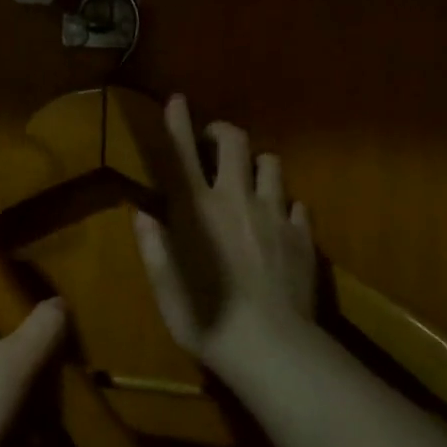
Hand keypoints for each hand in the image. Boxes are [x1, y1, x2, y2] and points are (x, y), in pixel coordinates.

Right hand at [132, 93, 315, 372]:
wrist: (271, 348)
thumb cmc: (205, 319)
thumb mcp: (165, 287)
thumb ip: (153, 246)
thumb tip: (142, 215)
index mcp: (197, 210)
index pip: (182, 155)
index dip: (178, 123)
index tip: (177, 99)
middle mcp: (236, 199)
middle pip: (235, 141)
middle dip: (223, 133)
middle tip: (214, 144)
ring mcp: (275, 214)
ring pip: (271, 164)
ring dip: (257, 166)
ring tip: (250, 182)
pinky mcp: (303, 235)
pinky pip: (297, 205)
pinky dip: (285, 206)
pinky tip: (280, 223)